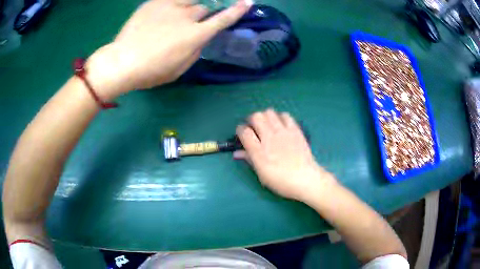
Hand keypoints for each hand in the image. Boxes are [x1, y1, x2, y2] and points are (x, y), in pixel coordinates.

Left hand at [85, 0, 252, 99]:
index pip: (222, 20)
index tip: (247, 2)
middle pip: (204, 9)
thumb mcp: (179, 70)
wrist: (121, 62)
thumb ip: (195, 52)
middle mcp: (187, 17)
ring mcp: (170, 6)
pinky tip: (166, 13)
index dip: (236, 11)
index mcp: (194, 36)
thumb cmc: (151, 72)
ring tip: (175, 18)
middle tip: (187, 26)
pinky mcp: (155, 2)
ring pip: (190, 1)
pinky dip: (174, 4)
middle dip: (200, 16)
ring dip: (188, 8)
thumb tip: (201, 39)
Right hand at [234, 109, 336, 201]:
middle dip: (252, 120)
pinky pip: (285, 115)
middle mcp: (269, 138)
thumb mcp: (261, 174)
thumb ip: (249, 160)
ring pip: (269, 112)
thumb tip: (237, 153)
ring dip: (265, 117)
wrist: (305, 179)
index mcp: (259, 151)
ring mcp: (283, 132)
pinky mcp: (295, 130)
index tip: (242, 133)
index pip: (244, 131)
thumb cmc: (281, 181)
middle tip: (254, 128)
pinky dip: (280, 117)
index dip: (240, 130)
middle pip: (256, 116)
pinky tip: (281, 126)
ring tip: (268, 125)